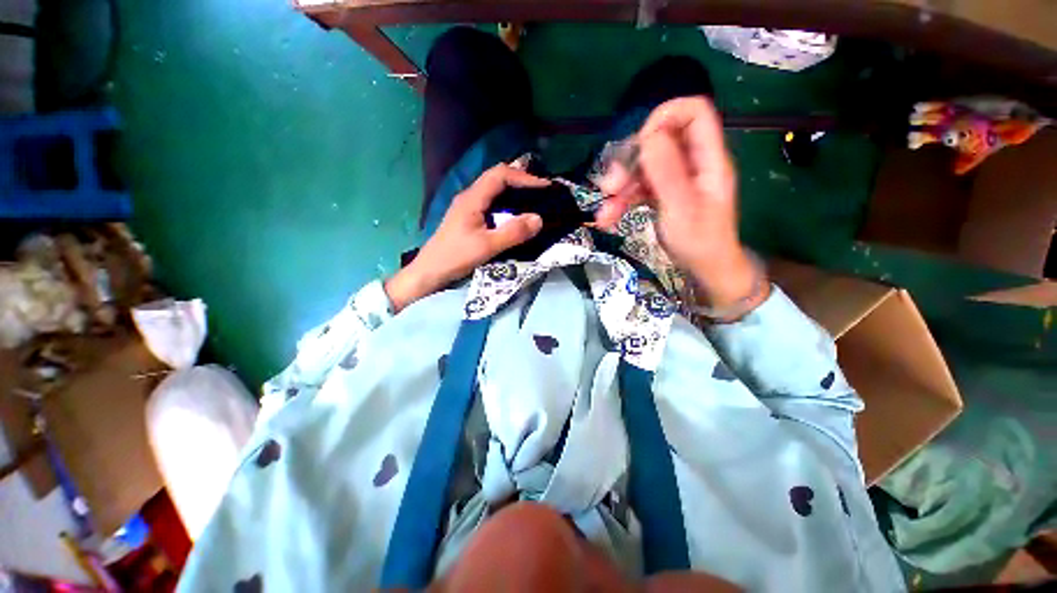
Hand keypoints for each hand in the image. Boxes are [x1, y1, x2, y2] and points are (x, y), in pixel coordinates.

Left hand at [385, 164, 548, 311]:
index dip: (524, 177)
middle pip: (497, 177)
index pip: (500, 175)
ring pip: (493, 189)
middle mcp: (469, 196)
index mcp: (472, 198)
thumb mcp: (487, 246)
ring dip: (513, 190)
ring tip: (533, 199)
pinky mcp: (468, 217)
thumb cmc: (456, 257)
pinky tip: (514, 213)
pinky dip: (506, 202)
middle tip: (541, 190)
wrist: (430, 271)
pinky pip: (491, 202)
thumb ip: (513, 232)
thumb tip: (539, 219)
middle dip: (520, 179)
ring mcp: (467, 206)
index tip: (544, 187)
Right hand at [594, 97, 765, 315]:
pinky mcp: (662, 193)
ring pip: (643, 167)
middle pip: (659, 140)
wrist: (704, 269)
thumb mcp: (682, 209)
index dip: (664, 118)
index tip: (640, 145)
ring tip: (604, 213)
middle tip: (610, 185)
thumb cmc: (699, 242)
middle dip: (630, 161)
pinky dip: (622, 201)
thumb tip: (648, 136)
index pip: (693, 112)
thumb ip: (666, 173)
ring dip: (620, 187)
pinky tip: (608, 218)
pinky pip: (639, 187)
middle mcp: (692, 162)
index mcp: (708, 158)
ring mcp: (676, 178)